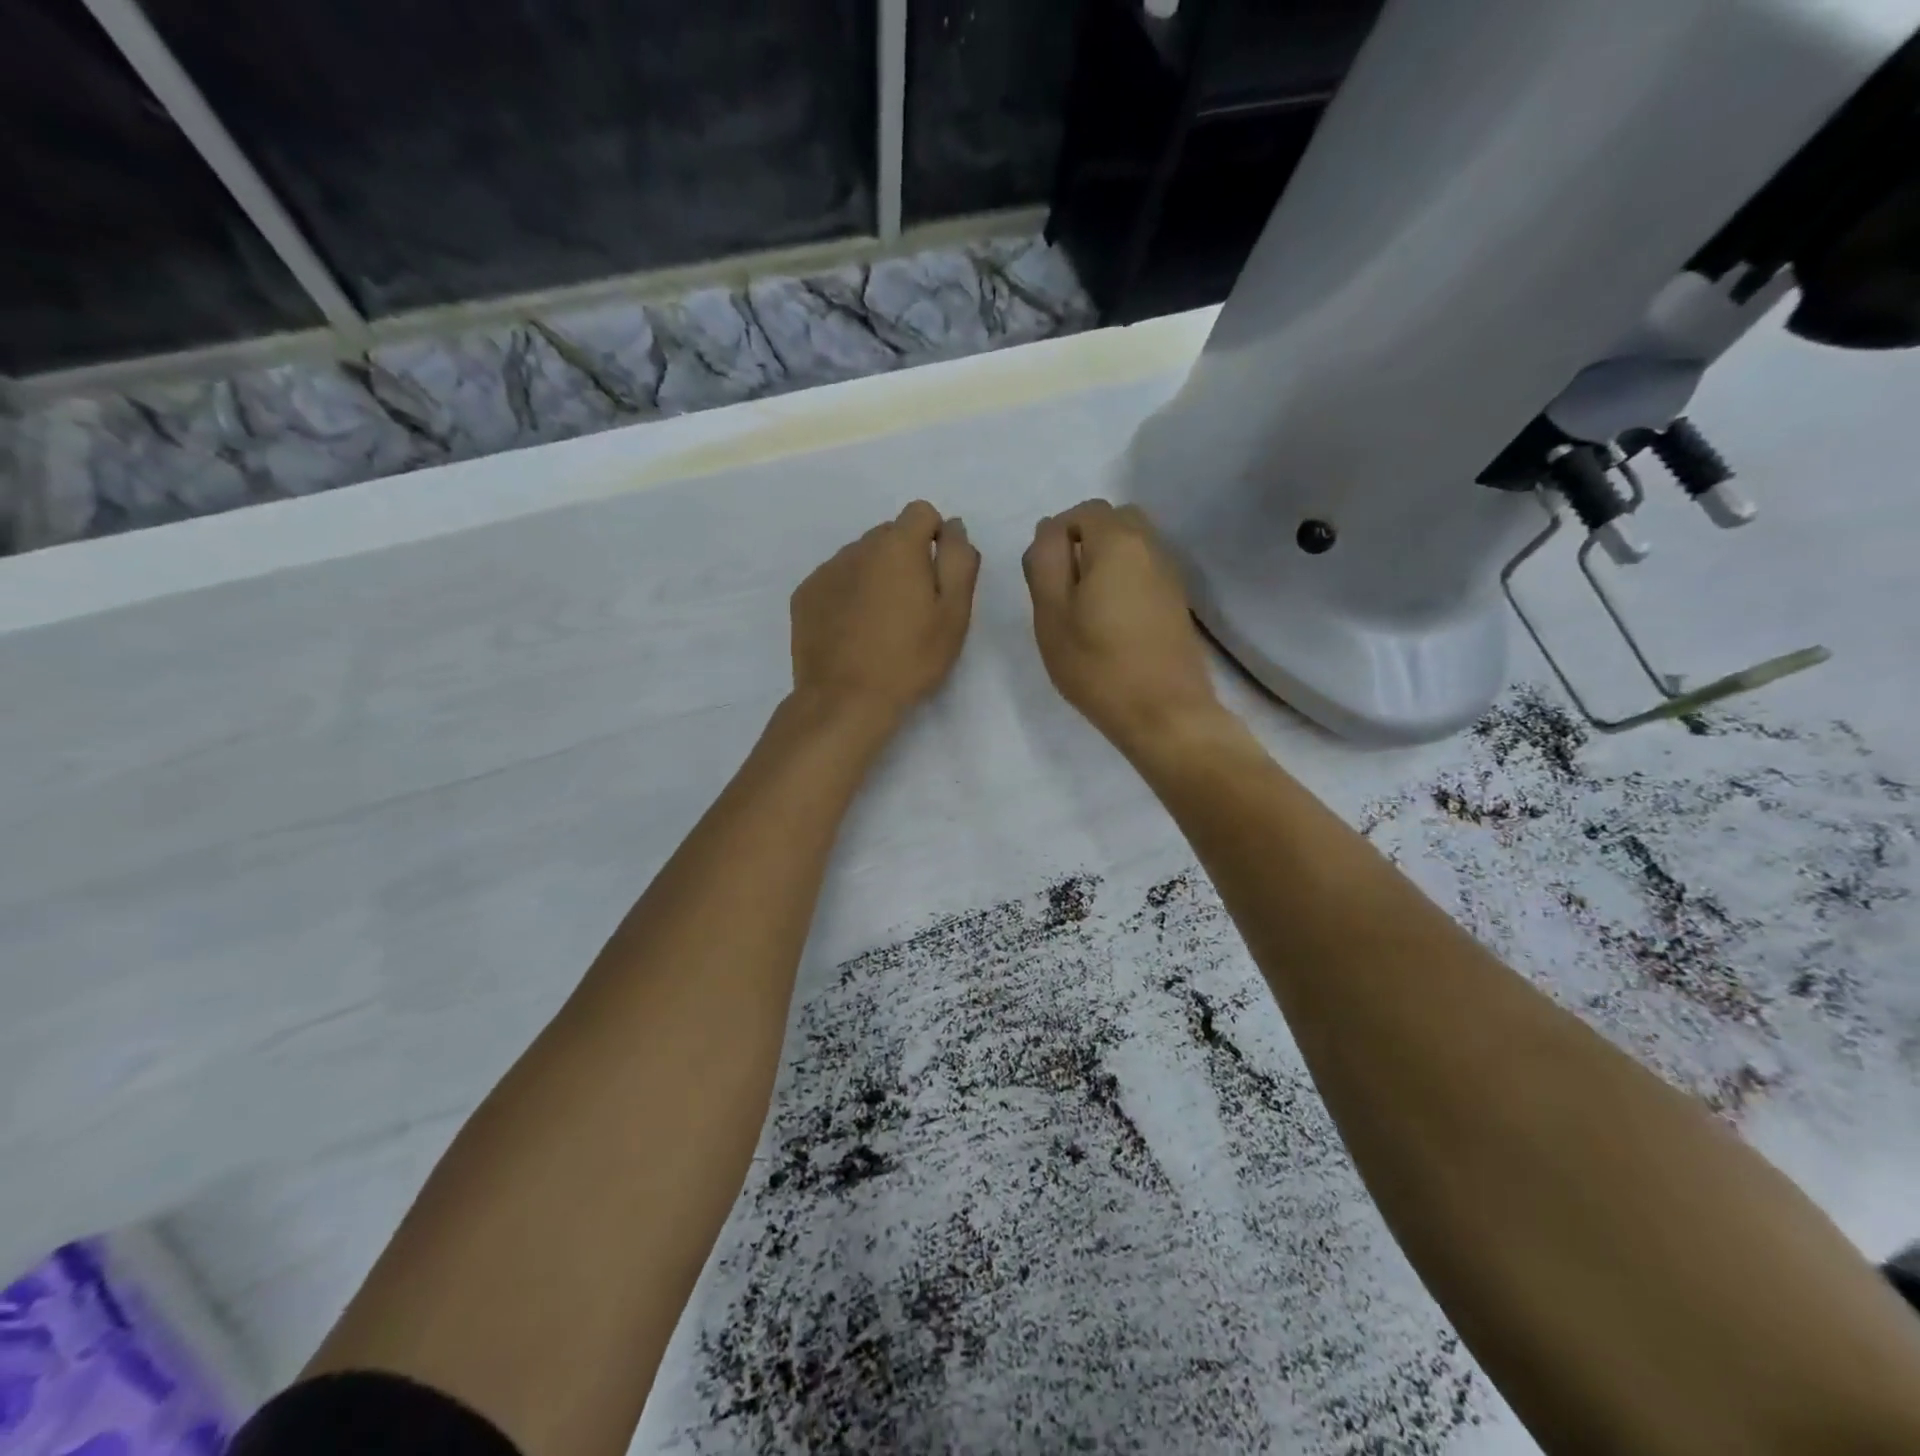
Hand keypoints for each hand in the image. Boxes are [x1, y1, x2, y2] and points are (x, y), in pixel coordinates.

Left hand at [790, 500, 980, 725]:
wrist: (845, 700)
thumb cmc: (910, 659)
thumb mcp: (953, 614)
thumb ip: (959, 561)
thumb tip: (954, 526)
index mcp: (897, 546)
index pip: (921, 512)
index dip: (935, 539)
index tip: (937, 579)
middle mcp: (857, 547)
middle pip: (889, 535)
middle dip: (904, 559)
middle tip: (912, 609)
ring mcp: (825, 571)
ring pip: (860, 558)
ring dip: (875, 577)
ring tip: (880, 624)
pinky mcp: (804, 596)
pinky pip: (835, 581)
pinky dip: (847, 596)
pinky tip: (852, 633)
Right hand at [1022, 500, 1223, 752]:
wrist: (1164, 712)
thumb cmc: (1098, 665)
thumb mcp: (1052, 614)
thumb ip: (1044, 563)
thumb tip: (1048, 531)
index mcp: (1117, 542)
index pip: (1083, 511)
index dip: (1057, 534)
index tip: (1044, 576)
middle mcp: (1151, 546)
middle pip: (1114, 520)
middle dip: (1084, 541)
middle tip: (1063, 586)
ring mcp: (1170, 573)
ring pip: (1132, 545)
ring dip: (1105, 561)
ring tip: (1085, 605)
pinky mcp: (1177, 600)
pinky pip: (1145, 570)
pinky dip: (1125, 579)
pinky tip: (1111, 619)